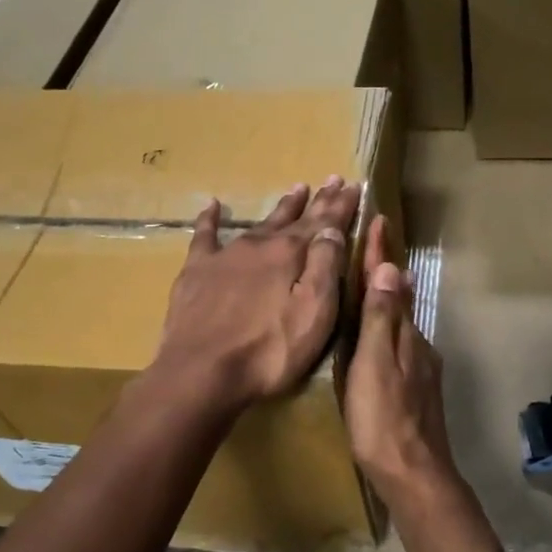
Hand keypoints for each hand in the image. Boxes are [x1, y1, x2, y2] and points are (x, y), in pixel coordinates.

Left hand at [151, 177, 361, 412]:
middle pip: (293, 218)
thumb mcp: (314, 313)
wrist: (201, 371)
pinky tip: (211, 205)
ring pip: (258, 223)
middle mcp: (259, 245)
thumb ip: (325, 267)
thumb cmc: (269, 351)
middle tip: (332, 180)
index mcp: (290, 254)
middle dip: (316, 200)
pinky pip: (204, 236)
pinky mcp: (196, 272)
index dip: (341, 205)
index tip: (355, 185)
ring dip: (280, 207)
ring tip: (296, 189)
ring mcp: (225, 255)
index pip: (324, 222)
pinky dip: (209, 219)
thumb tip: (332, 229)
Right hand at [345, 215, 456, 500]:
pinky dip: (387, 330)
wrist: (414, 475)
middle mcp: (417, 345)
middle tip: (369, 246)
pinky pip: (399, 346)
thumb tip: (390, 268)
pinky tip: (376, 339)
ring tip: (369, 285)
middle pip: (399, 300)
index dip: (381, 253)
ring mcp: (420, 369)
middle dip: (385, 272)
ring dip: (387, 300)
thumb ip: (381, 319)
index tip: (378, 218)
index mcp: (404, 335)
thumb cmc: (384, 418)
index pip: (390, 284)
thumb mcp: (374, 365)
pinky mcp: (416, 391)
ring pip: (400, 324)